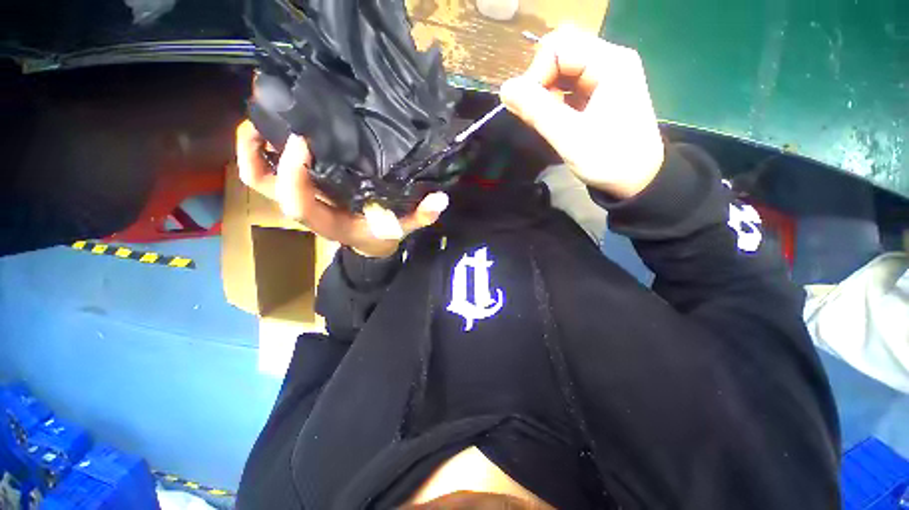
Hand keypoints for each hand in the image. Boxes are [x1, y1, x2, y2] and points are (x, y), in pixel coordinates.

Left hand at [236, 120, 448, 257]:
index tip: (304, 140)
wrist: (369, 243)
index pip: (297, 202)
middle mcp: (307, 209)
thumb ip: (421, 216)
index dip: (293, 174)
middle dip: (254, 151)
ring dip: (255, 145)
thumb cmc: (382, 235)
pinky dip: (269, 148)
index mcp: (328, 223)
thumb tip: (441, 199)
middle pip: (263, 184)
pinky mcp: (305, 188)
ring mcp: (302, 197)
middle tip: (266, 111)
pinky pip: (275, 170)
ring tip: (265, 109)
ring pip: (262, 175)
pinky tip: (283, 125)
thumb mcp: (403, 228)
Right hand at [500, 26, 664, 198]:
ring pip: (561, 71)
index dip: (537, 74)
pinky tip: (554, 121)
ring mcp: (604, 76)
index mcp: (610, 63)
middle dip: (540, 84)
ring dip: (545, 95)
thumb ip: (537, 110)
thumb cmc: (609, 160)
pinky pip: (567, 86)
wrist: (637, 180)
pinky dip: (554, 102)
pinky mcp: (599, 93)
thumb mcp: (570, 137)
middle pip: (560, 55)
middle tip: (538, 116)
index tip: (530, 108)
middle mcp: (608, 61)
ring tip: (546, 122)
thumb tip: (505, 89)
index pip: (559, 46)